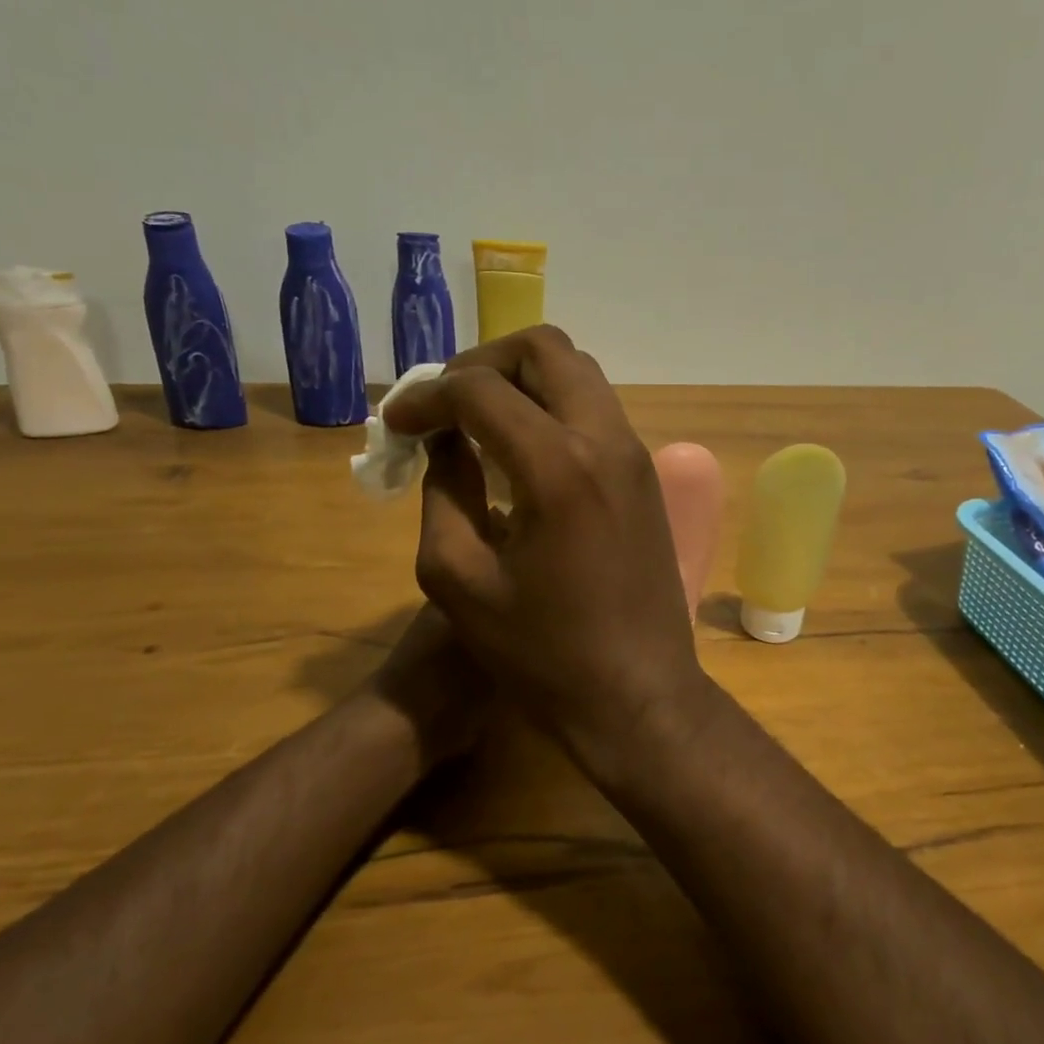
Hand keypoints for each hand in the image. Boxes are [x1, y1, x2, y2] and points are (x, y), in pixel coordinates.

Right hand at [383, 327, 709, 772]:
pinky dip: (553, 407)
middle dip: (482, 363)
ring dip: (522, 381)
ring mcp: (635, 454)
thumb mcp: (459, 580)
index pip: (480, 390)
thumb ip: (442, 493)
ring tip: (477, 420)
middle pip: (544, 349)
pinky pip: (596, 410)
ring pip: (578, 373)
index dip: (426, 397)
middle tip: (444, 403)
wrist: (637, 693)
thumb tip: (444, 441)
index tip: (397, 423)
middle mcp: (605, 440)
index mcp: (557, 467)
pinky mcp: (646, 475)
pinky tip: (521, 448)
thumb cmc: (542, 654)